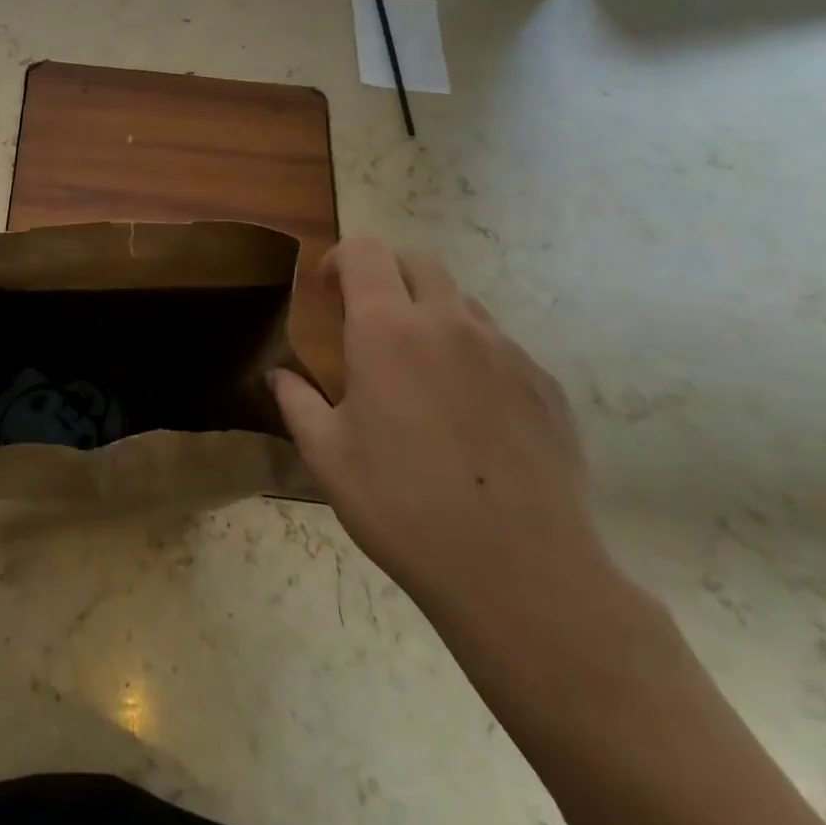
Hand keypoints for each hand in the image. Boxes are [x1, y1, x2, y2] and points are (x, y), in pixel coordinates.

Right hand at [270, 239, 607, 624]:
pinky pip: (502, 348)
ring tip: (420, 371)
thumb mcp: (327, 456)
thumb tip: (278, 376)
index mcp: (388, 330)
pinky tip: (469, 413)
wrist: (519, 572)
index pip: (366, 252)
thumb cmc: (402, 505)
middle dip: (389, 275)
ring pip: (464, 305)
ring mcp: (507, 352)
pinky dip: (474, 356)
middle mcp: (451, 324)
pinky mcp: (546, 387)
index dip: (342, 258)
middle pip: (420, 263)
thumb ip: (297, 402)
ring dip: (433, 315)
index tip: (328, 290)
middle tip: (370, 321)